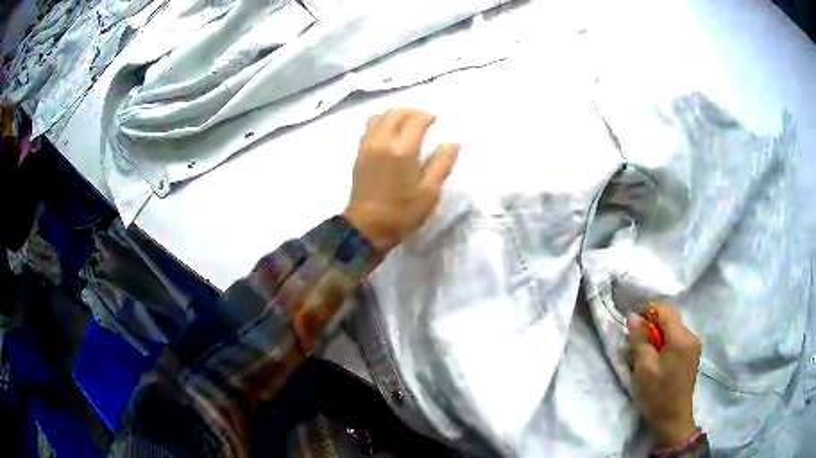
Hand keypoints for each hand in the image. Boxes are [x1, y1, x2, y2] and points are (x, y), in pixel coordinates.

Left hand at [344, 108, 459, 251]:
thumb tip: (453, 143)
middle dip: (412, 111)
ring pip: (380, 117)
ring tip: (407, 124)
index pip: (415, 119)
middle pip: (396, 113)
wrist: (367, 228)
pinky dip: (382, 122)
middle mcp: (382, 141)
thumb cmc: (402, 212)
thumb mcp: (430, 192)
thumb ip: (442, 163)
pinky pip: (370, 127)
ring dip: (395, 114)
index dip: (427, 116)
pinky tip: (390, 133)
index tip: (435, 120)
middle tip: (424, 119)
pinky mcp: (359, 154)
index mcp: (402, 150)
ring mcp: (367, 146)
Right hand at [626, 305, 701, 447]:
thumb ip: (639, 339)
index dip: (647, 310)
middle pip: (670, 319)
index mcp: (681, 337)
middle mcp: (691, 336)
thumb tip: (633, 316)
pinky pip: (677, 340)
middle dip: (651, 325)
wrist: (673, 419)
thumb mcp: (643, 368)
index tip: (632, 322)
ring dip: (657, 336)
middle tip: (634, 343)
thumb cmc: (657, 395)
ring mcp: (694, 345)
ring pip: (673, 329)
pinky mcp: (692, 355)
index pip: (665, 309)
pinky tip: (655, 360)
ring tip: (643, 354)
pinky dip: (664, 344)